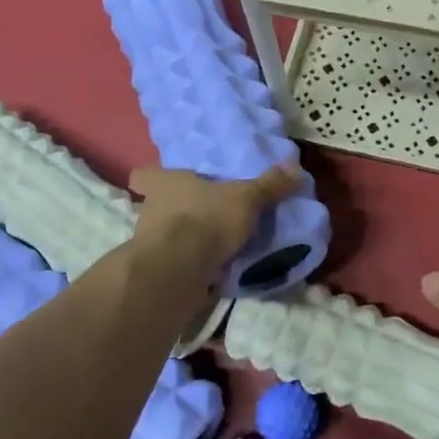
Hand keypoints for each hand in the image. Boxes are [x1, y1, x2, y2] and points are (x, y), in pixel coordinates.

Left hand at [127, 163, 303, 271]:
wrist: (179, 270)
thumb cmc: (207, 219)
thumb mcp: (246, 198)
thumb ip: (269, 185)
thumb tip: (295, 167)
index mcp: (166, 184)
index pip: (144, 175)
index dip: (152, 178)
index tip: (166, 182)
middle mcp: (150, 209)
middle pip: (157, 205)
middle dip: (177, 210)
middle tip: (203, 213)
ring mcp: (148, 243)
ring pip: (164, 235)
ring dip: (183, 239)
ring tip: (212, 244)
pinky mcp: (156, 272)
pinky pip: (174, 263)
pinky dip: (188, 265)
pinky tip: (210, 270)